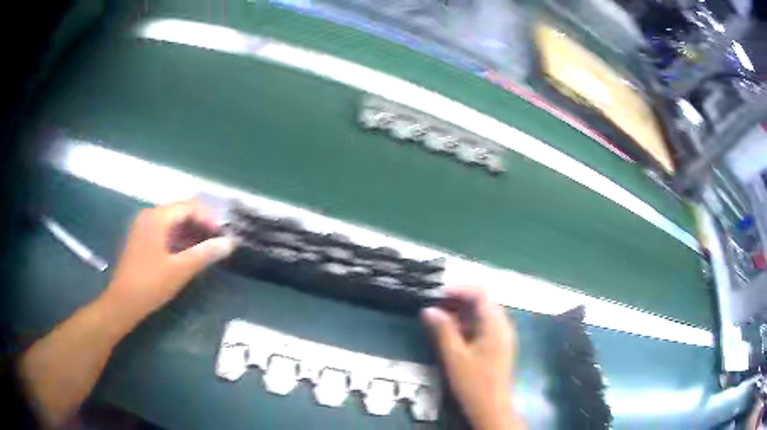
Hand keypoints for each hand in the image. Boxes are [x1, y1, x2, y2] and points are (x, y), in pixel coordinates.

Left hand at [101, 200, 234, 323]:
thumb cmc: (150, 284)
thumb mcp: (179, 270)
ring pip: (173, 222)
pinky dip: (179, 239)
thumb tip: (229, 243)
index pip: (189, 206)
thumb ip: (204, 254)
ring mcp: (144, 227)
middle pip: (181, 212)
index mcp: (157, 217)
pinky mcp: (142, 239)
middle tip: (216, 243)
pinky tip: (188, 254)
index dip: (209, 218)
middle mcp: (150, 216)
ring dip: (191, 233)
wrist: (122, 302)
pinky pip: (165, 232)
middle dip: (201, 225)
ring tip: (206, 250)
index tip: (222, 236)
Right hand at [421, 286, 522, 429]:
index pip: (481, 294)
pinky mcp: (498, 346)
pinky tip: (452, 333)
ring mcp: (502, 336)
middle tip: (436, 306)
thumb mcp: (454, 356)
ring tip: (440, 318)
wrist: (491, 408)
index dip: (460, 290)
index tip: (438, 295)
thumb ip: (443, 330)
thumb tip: (429, 309)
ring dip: (462, 313)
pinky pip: (484, 326)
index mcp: (495, 325)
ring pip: (483, 314)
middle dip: (459, 300)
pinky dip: (468, 324)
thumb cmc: (474, 383)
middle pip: (483, 302)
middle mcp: (502, 326)